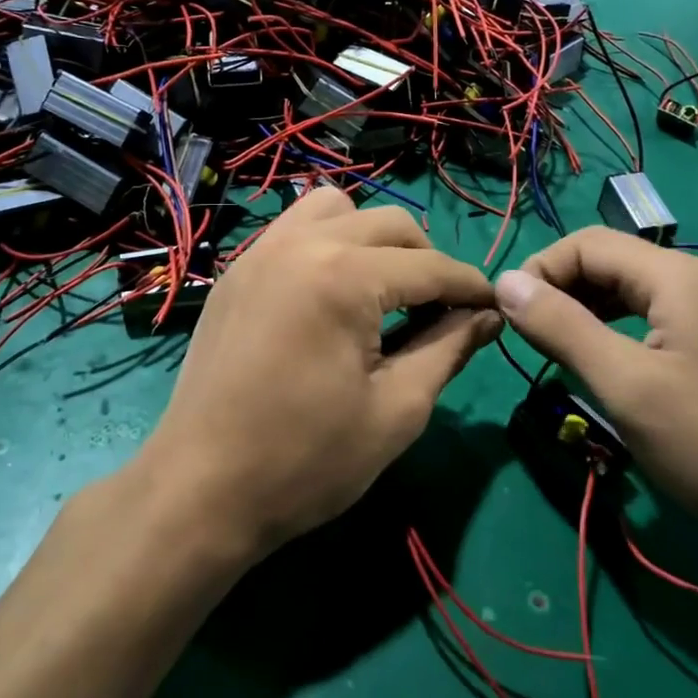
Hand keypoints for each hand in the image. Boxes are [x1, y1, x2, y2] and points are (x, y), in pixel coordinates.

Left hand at [142, 188, 500, 559]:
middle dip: (428, 261)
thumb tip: (488, 316)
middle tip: (442, 311)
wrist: (201, 489)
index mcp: (343, 276)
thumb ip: (449, 350)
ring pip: (338, 208)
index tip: (497, 309)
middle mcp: (301, 243)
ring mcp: (261, 251)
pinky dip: (328, 240)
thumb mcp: (396, 411)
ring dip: (375, 239)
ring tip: (384, 291)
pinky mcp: (237, 270)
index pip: (430, 267)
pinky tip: (333, 291)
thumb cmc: (306, 461)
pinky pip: (295, 227)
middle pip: (390, 225)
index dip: (471, 288)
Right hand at [493, 228, 697, 565]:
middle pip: (608, 262)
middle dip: (559, 291)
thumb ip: (562, 328)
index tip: (508, 319)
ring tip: (556, 354)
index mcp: (676, 276)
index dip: (539, 271)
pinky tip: (603, 365)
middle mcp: (697, 280)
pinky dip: (614, 332)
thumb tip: (505, 282)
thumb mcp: (627, 386)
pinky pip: (652, 320)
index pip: (586, 243)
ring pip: (628, 293)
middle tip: (528, 341)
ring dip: (584, 313)